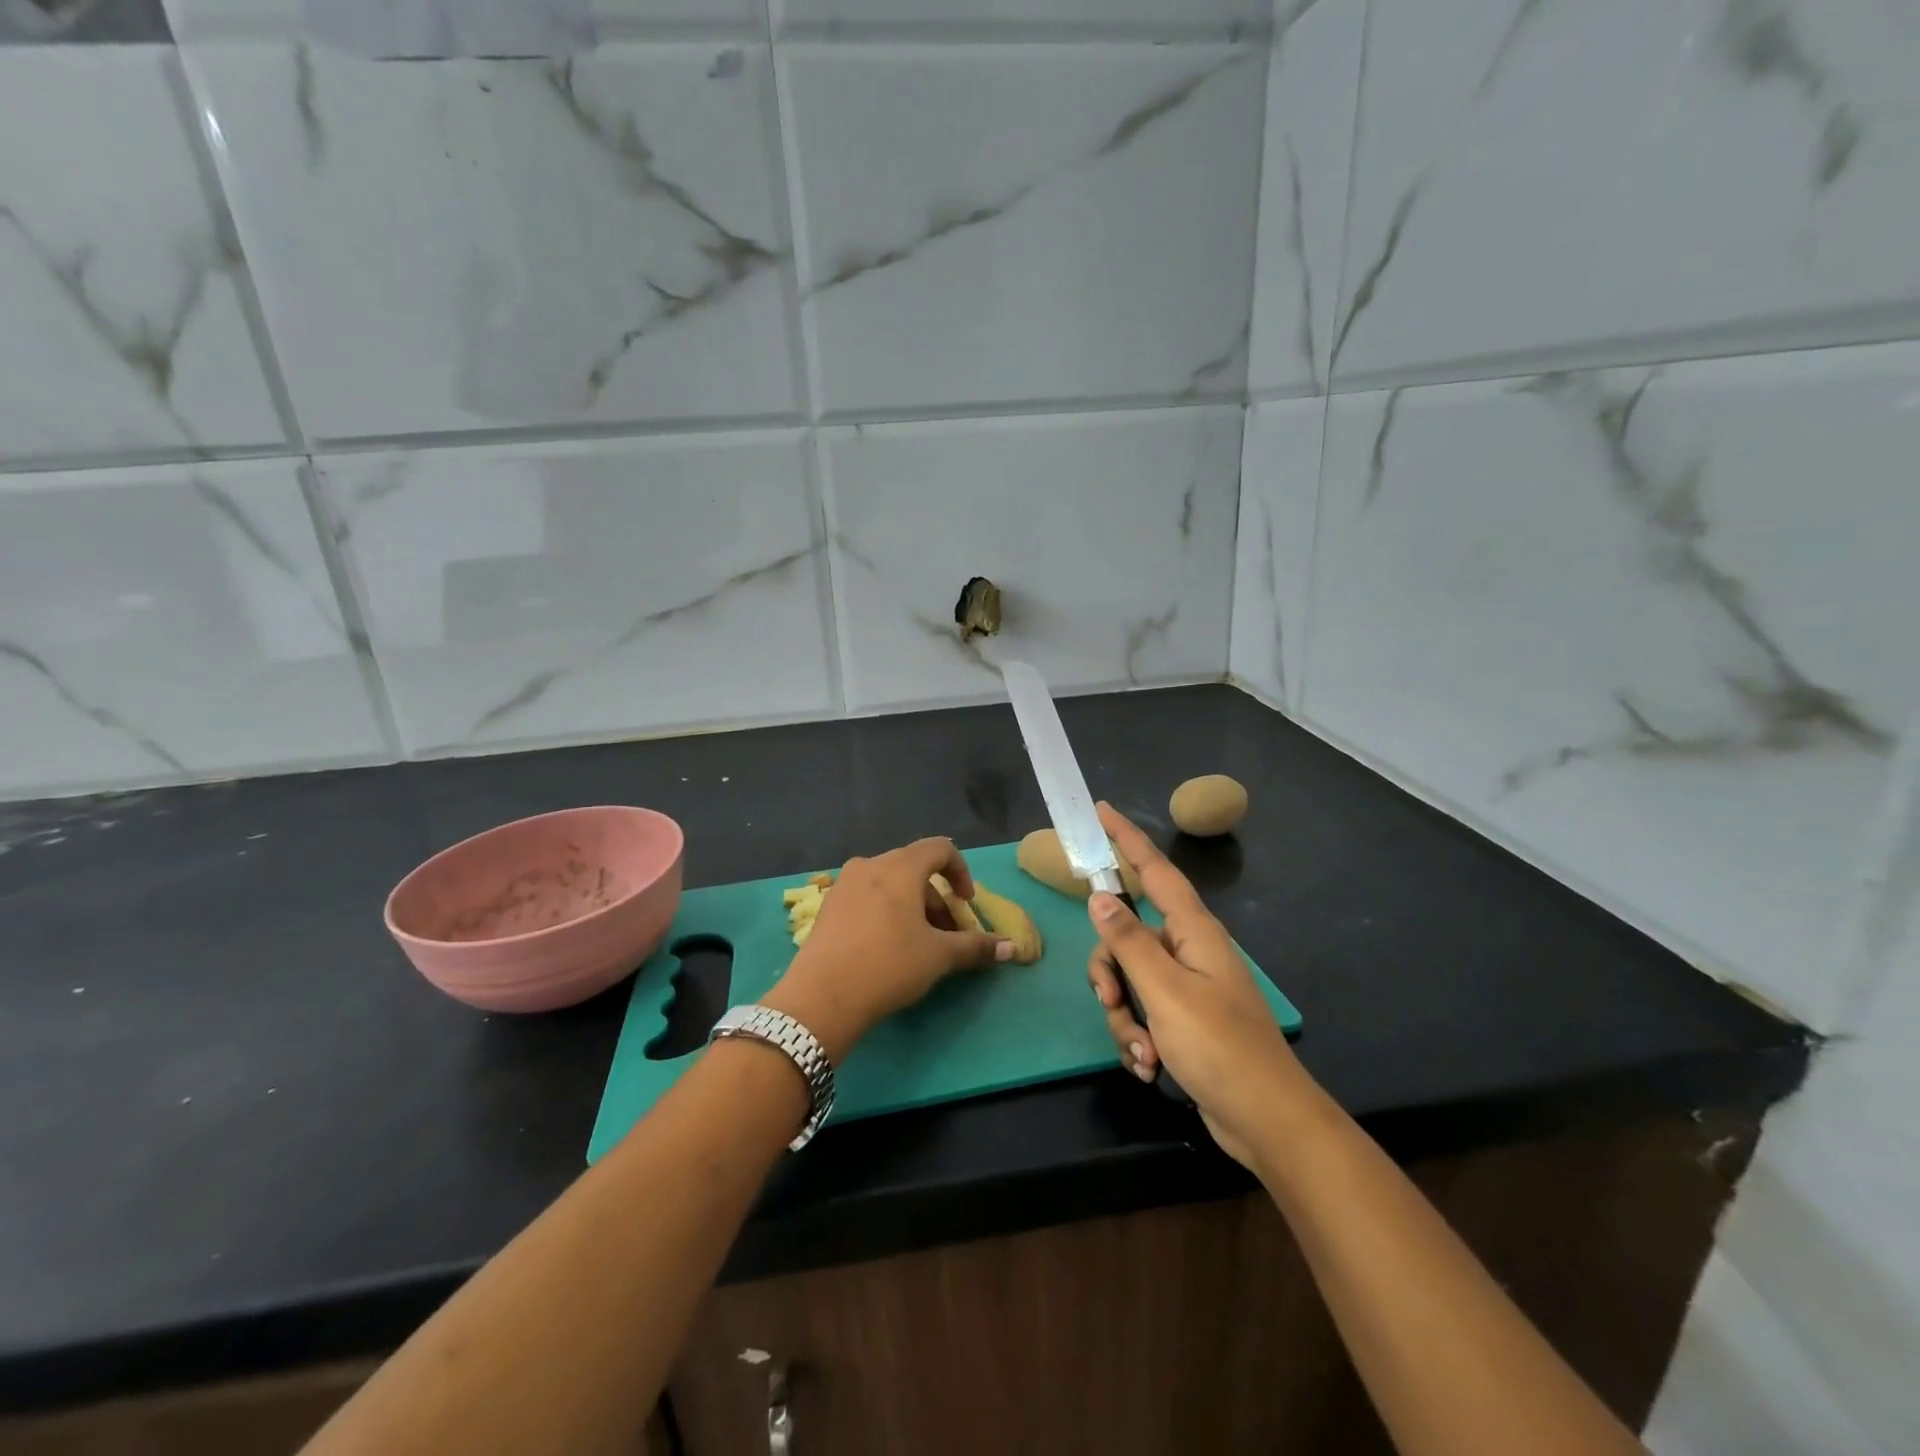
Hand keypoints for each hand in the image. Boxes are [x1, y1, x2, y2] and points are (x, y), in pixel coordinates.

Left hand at [764, 837, 1011, 1063]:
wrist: (821, 997)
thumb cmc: (888, 965)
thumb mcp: (938, 957)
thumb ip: (976, 947)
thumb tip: (1012, 948)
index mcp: (900, 867)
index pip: (940, 849)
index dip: (961, 872)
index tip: (966, 904)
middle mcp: (870, 865)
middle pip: (915, 869)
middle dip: (938, 899)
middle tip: (948, 935)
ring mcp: (844, 884)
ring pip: (890, 884)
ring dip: (913, 907)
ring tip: (920, 945)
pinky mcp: (828, 907)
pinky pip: (868, 897)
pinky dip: (887, 911)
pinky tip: (888, 947)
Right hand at [1087, 804, 1307, 1169]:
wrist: (1267, 1121)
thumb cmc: (1220, 1047)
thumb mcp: (1165, 992)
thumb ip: (1128, 941)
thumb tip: (1100, 896)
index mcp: (1193, 931)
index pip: (1155, 871)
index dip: (1128, 839)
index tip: (1102, 811)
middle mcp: (1188, 951)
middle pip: (1126, 937)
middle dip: (1110, 972)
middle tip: (1112, 1001)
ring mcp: (1186, 987)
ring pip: (1129, 980)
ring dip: (1124, 1017)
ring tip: (1142, 1053)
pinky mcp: (1182, 1021)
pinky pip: (1142, 1012)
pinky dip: (1136, 1037)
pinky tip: (1149, 1066)